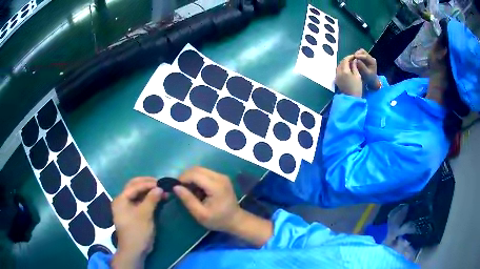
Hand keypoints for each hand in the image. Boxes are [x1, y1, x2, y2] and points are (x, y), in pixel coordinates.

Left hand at [111, 177, 163, 268]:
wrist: (135, 250)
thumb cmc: (137, 231)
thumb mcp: (145, 214)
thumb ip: (151, 199)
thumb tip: (160, 188)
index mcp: (121, 199)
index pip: (134, 186)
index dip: (148, 183)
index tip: (161, 183)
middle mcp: (122, 201)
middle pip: (134, 187)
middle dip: (147, 184)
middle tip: (160, 184)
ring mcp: (127, 208)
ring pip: (138, 195)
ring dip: (149, 192)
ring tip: (161, 191)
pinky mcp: (133, 214)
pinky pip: (141, 202)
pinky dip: (149, 200)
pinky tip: (158, 199)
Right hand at [174, 167, 272, 246]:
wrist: (236, 220)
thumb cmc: (218, 220)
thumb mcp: (200, 214)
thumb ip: (188, 200)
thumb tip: (175, 187)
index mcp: (216, 186)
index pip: (195, 174)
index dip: (182, 178)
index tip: (175, 187)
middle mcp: (220, 177)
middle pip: (197, 169)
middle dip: (185, 176)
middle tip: (180, 189)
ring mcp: (221, 176)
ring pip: (200, 170)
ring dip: (191, 177)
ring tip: (188, 191)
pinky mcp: (221, 178)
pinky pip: (205, 173)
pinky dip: (197, 179)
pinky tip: (196, 190)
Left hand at [335, 55, 362, 96]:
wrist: (351, 99)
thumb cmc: (357, 88)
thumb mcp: (358, 76)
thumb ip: (355, 66)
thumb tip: (354, 60)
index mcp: (344, 70)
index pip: (345, 60)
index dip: (350, 57)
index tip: (354, 56)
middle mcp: (338, 72)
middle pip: (341, 62)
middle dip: (346, 60)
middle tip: (352, 60)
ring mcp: (336, 76)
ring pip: (339, 66)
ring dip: (344, 64)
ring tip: (350, 64)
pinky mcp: (336, 80)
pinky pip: (338, 71)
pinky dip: (342, 68)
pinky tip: (347, 69)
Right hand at [354, 49, 378, 88]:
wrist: (371, 81)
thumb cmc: (369, 78)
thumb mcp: (366, 74)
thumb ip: (362, 67)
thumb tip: (356, 60)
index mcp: (372, 61)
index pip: (366, 56)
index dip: (360, 56)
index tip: (354, 57)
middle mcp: (370, 58)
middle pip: (363, 52)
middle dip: (357, 54)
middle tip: (352, 57)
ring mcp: (367, 57)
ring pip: (360, 52)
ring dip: (356, 54)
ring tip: (353, 59)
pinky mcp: (364, 58)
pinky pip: (359, 54)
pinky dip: (356, 56)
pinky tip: (353, 59)